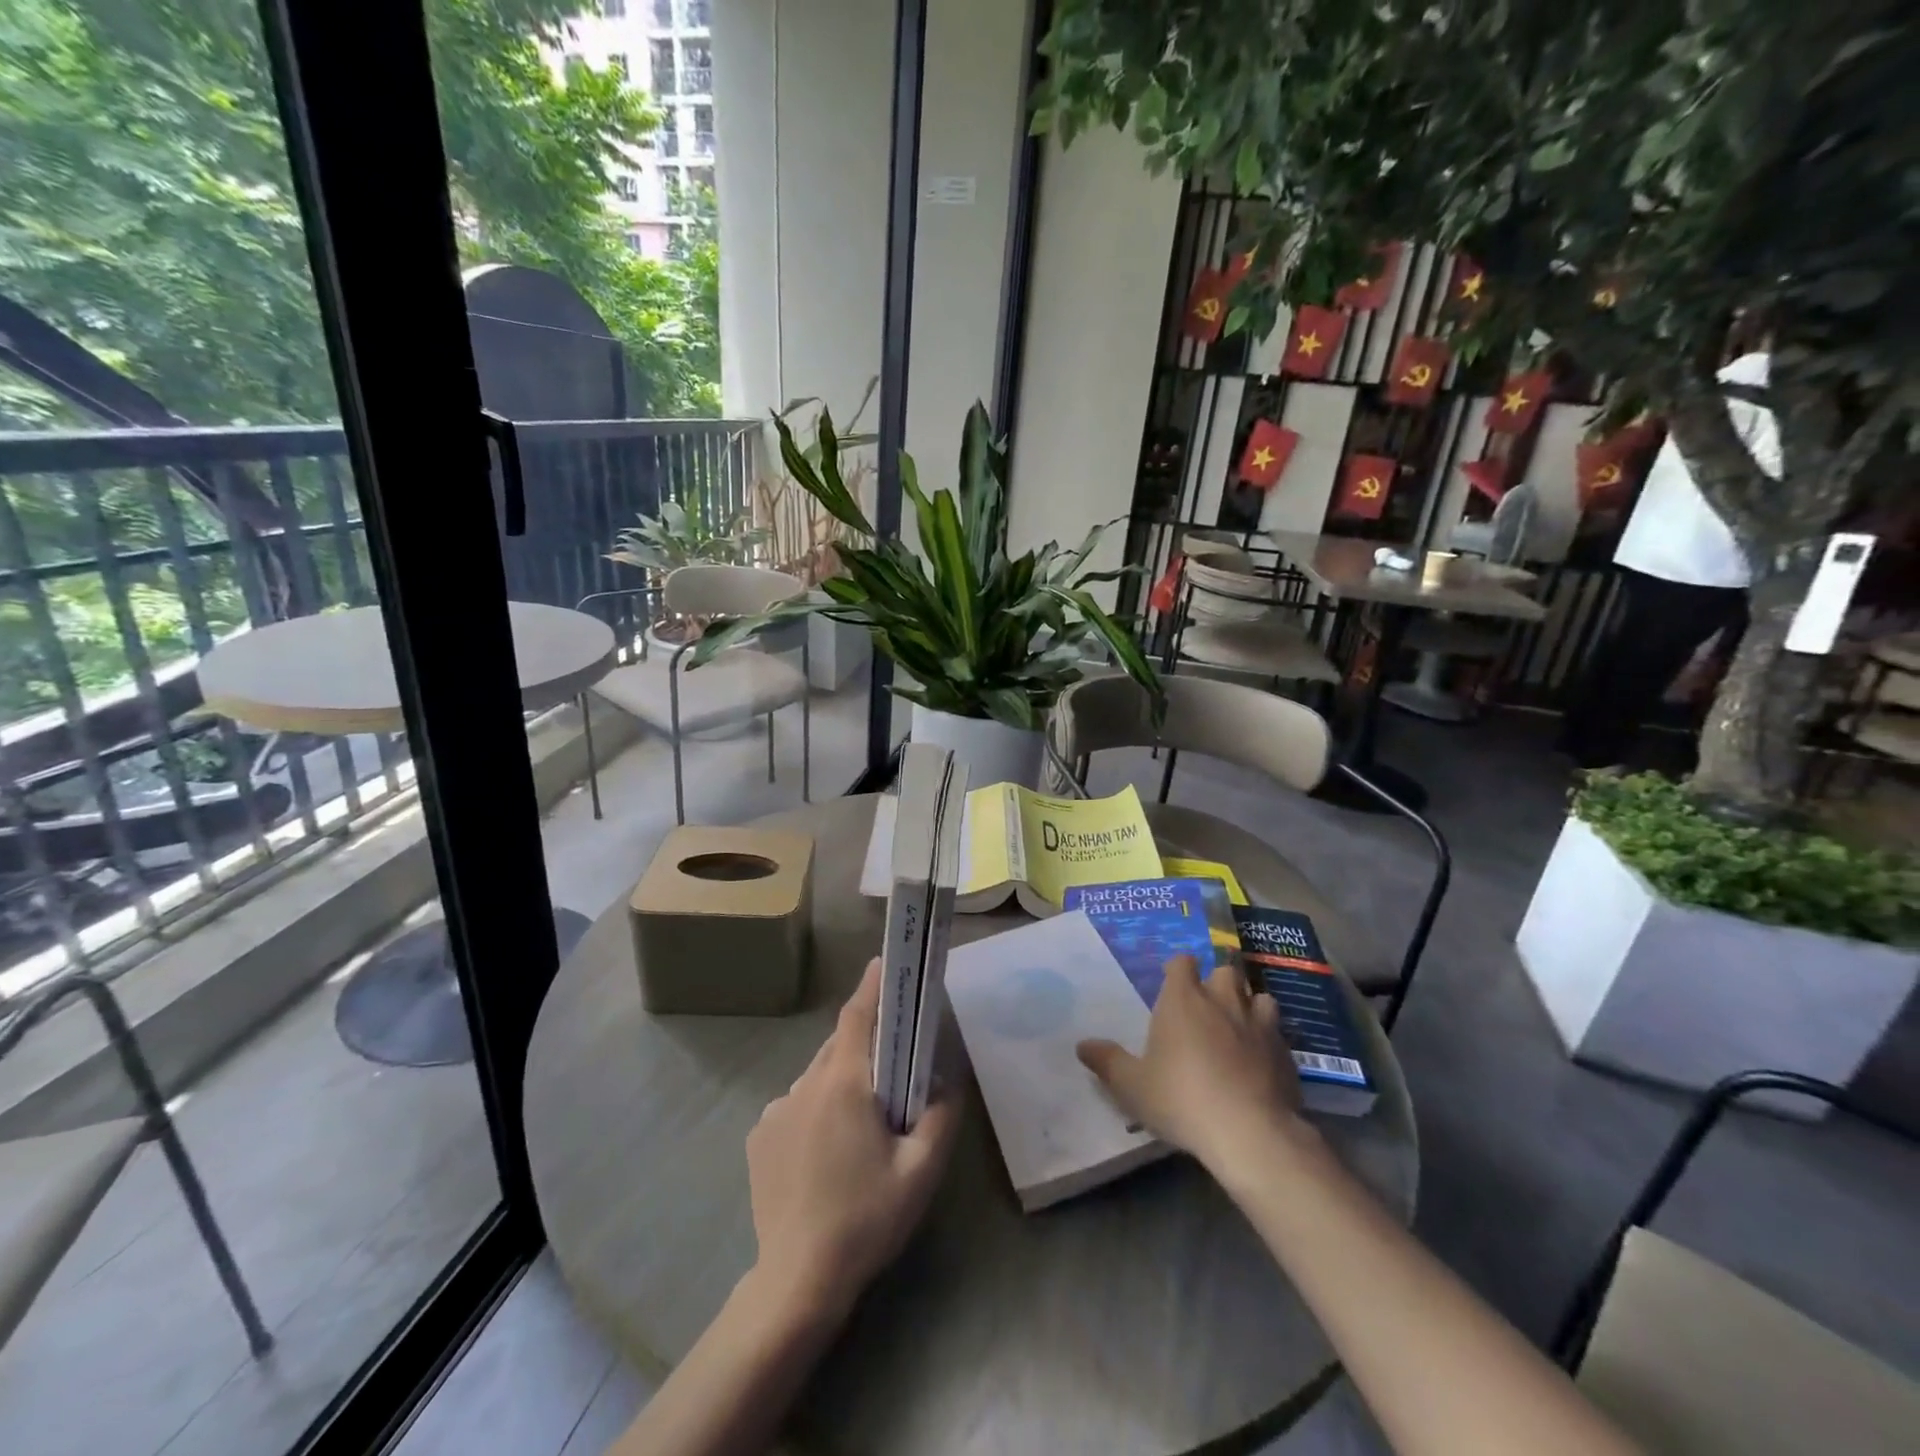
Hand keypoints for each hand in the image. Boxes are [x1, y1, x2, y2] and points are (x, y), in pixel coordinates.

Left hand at [745, 958, 959, 1321]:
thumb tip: (946, 1082)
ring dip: (840, 1080)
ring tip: (860, 1120)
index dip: (871, 986)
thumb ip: (940, 1117)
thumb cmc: (865, 1219)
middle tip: (891, 1062)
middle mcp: (804, 1085)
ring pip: (816, 1076)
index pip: (857, 1017)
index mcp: (843, 1085)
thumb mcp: (920, 1171)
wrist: (797, 1280)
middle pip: (838, 1045)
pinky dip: (815, 1108)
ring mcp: (776, 1110)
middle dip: (864, 1042)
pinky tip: (826, 1151)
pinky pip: (795, 1104)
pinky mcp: (758, 1136)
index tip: (882, 962)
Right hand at [1076, 954, 1306, 1172]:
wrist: (1250, 1132)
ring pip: (1259, 997)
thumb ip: (1107, 1061)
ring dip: (1249, 1006)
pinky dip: (1269, 1041)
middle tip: (1207, 1006)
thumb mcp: (1131, 1085)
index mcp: (1183, 999)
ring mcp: (1259, 1024)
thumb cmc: (1181, 1098)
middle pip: (1224, 971)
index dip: (1178, 969)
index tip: (1172, 984)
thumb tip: (1082, 1045)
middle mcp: (1222, 1000)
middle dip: (1217, 982)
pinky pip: (1278, 1034)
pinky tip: (1261, 1063)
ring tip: (1239, 1027)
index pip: (1182, 962)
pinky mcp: (1286, 1053)